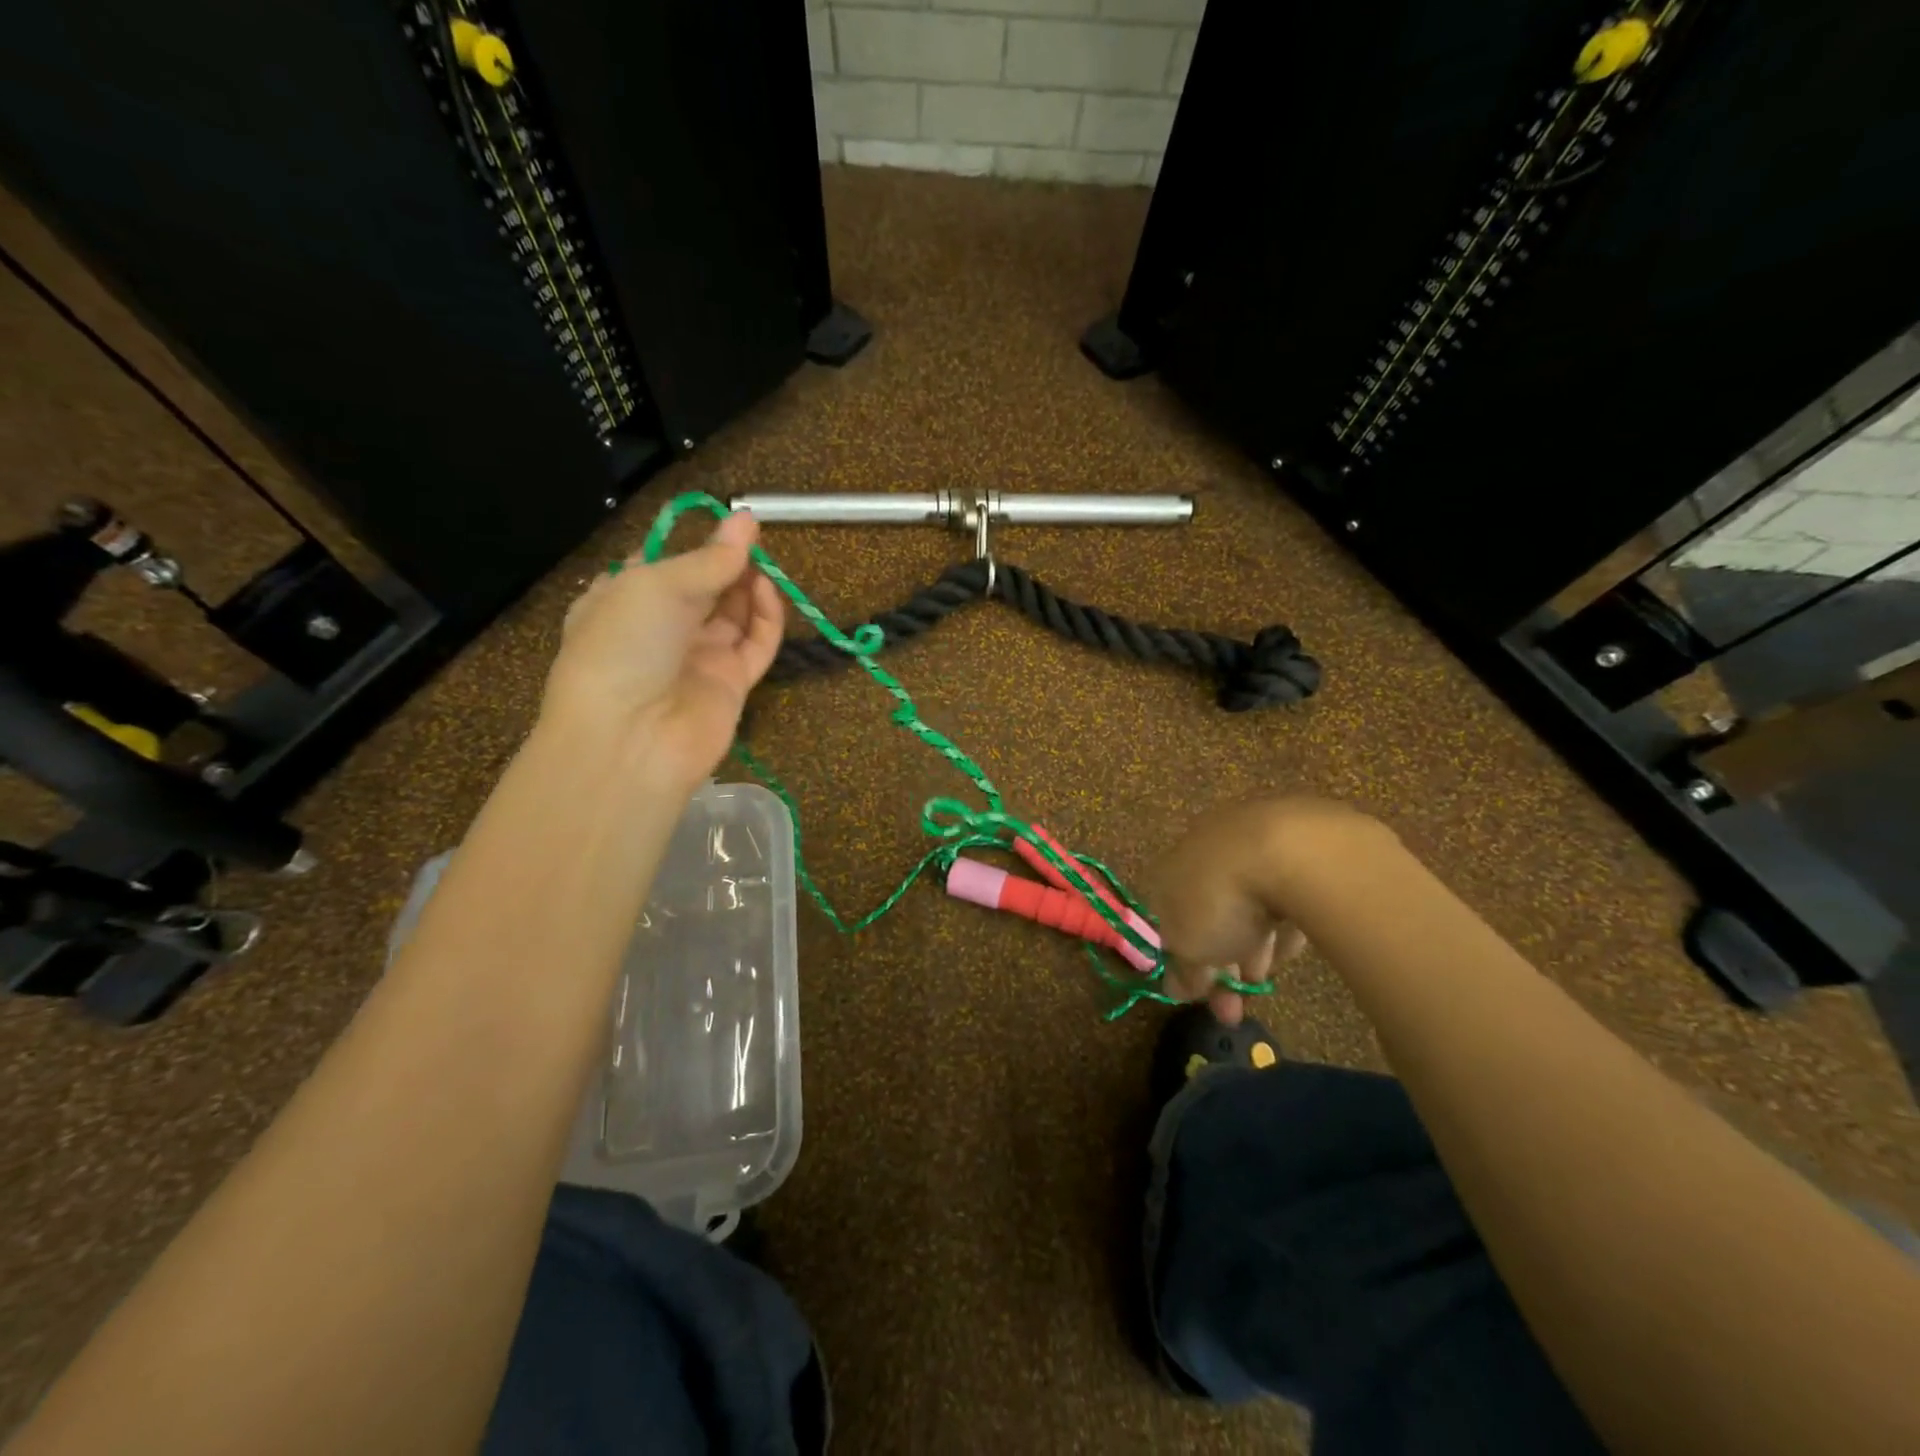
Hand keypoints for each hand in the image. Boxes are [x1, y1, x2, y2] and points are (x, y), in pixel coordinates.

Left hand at [541, 510, 783, 787]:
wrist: (630, 738)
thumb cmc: (624, 645)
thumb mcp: (657, 585)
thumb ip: (709, 557)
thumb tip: (746, 518)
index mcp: (622, 601)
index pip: (661, 566)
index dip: (692, 545)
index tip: (725, 524)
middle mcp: (660, 630)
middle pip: (704, 588)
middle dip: (727, 562)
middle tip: (753, 539)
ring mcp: (698, 658)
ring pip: (733, 613)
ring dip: (747, 585)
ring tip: (761, 563)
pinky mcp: (732, 683)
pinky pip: (756, 644)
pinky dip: (765, 617)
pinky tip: (768, 590)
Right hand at [1149, 798, 1374, 1023]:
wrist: (1288, 850)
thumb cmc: (1221, 900)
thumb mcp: (1190, 947)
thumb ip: (1182, 969)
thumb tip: (1175, 987)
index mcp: (1167, 871)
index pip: (1168, 920)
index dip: (1184, 962)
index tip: (1201, 997)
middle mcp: (1201, 852)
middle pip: (1209, 914)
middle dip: (1222, 962)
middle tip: (1236, 1005)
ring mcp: (1249, 844)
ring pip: (1247, 904)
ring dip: (1253, 946)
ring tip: (1267, 980)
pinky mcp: (1294, 845)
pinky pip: (1282, 893)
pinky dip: (1284, 920)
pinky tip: (1293, 943)